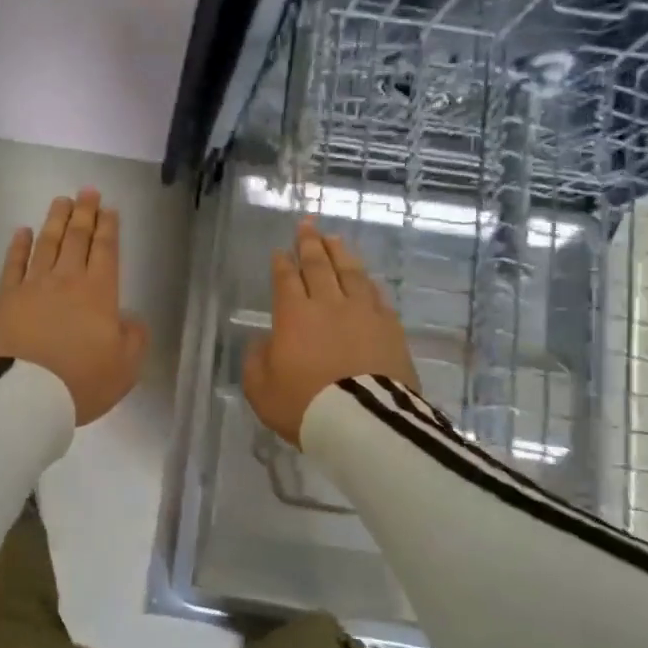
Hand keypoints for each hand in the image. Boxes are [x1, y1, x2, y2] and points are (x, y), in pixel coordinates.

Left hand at [0, 189, 148, 426]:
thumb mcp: (126, 367)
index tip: (108, 209)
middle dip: (84, 213)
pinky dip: (19, 245)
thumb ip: (133, 337)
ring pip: (46, 243)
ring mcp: (33, 286)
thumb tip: (129, 319)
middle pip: (76, 239)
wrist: (27, 395)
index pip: (105, 250)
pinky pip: (13, 264)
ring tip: (61, 201)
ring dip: (55, 220)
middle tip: (87, 191)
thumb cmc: (82, 382)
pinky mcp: (6, 298)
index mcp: (99, 292)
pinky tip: (22, 231)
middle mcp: (66, 280)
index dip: (108, 228)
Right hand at [243, 220, 418, 447]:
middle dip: (310, 244)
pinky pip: (376, 296)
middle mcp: (328, 305)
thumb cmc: (303, 405)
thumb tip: (265, 343)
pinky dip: (367, 282)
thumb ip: (257, 360)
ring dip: (340, 254)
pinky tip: (365, 278)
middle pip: (318, 266)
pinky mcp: (390, 328)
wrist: (363, 422)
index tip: (281, 250)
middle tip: (307, 225)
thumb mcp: (260, 388)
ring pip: (351, 273)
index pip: (286, 280)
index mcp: (294, 315)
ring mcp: (363, 314)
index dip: (282, 263)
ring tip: (334, 239)